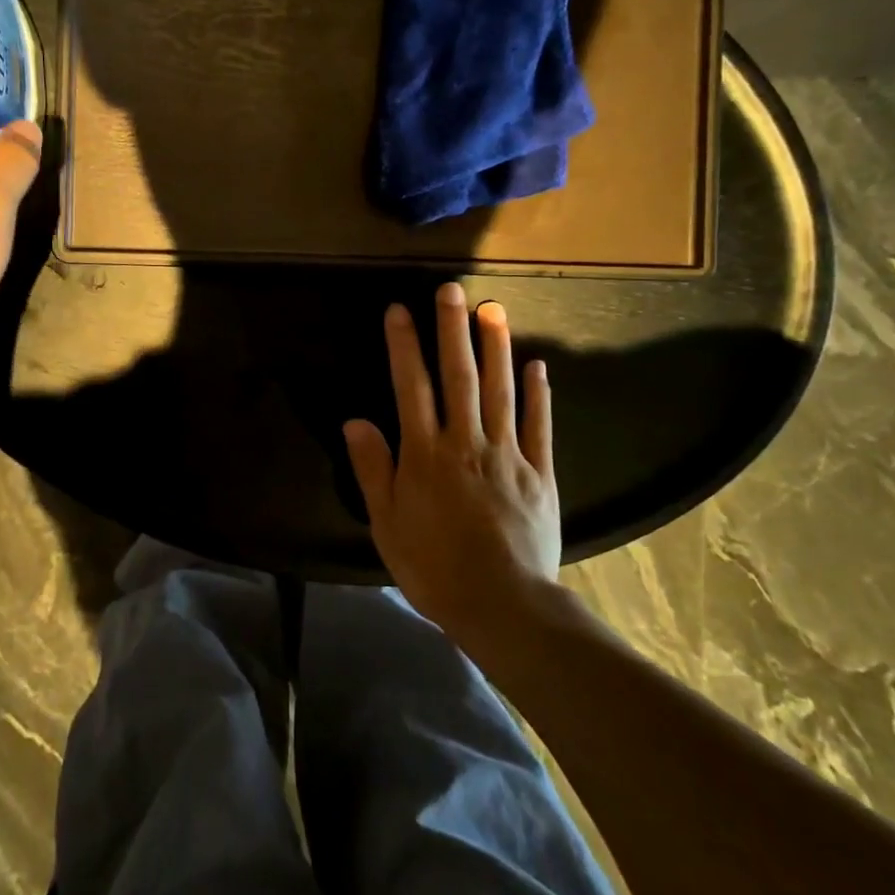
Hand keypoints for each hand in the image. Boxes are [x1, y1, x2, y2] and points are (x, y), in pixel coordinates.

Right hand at [343, 283, 561, 642]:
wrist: (502, 605)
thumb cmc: (434, 567)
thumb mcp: (387, 523)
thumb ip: (373, 469)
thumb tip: (355, 420)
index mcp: (425, 454)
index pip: (411, 387)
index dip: (404, 346)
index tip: (400, 310)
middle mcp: (466, 442)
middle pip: (459, 376)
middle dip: (452, 330)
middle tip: (452, 289)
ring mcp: (507, 454)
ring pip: (500, 390)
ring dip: (496, 347)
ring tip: (493, 309)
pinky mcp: (539, 473)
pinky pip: (539, 425)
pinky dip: (538, 394)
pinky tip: (537, 364)